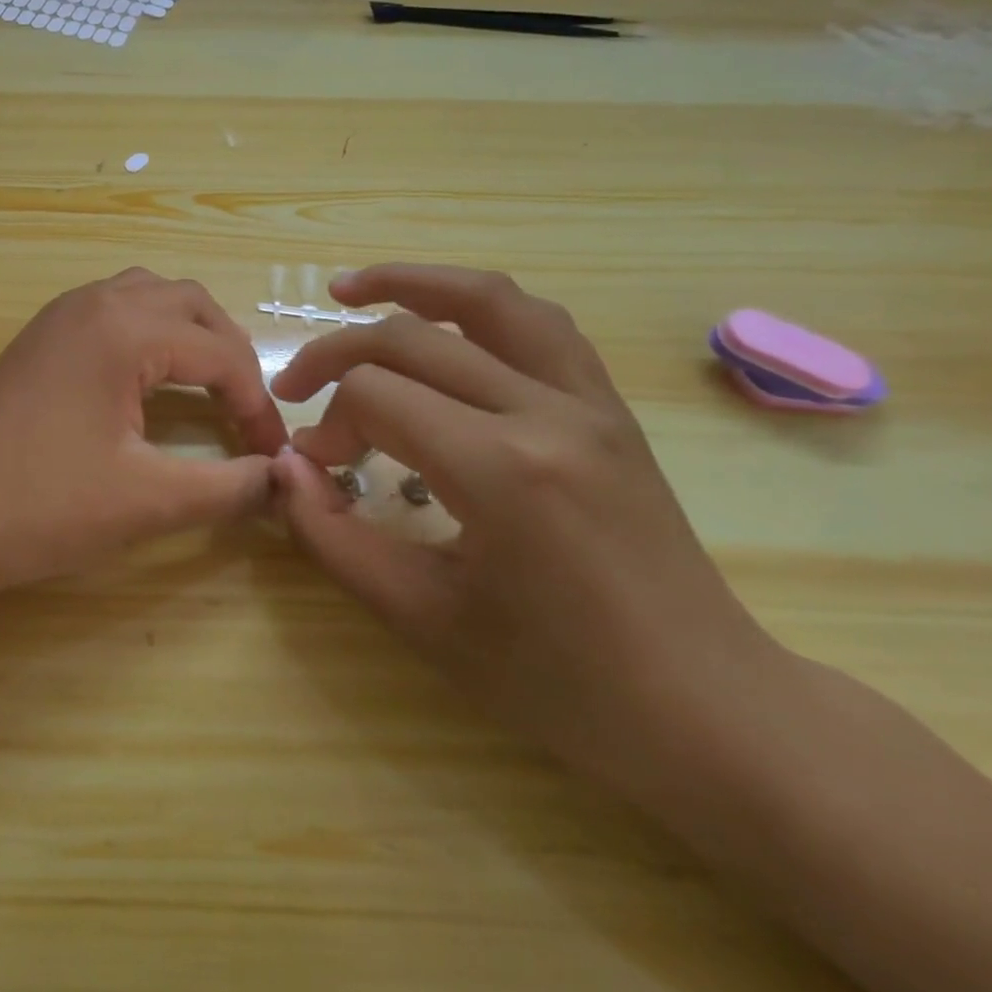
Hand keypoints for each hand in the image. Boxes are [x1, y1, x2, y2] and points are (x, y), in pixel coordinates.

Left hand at [0, 269, 288, 602]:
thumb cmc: (42, 506)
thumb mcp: (147, 501)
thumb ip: (227, 487)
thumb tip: (280, 480)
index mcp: (123, 329)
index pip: (219, 353)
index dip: (256, 404)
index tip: (271, 454)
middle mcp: (92, 304)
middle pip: (189, 304)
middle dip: (229, 352)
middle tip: (244, 409)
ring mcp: (58, 316)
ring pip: (147, 296)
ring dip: (187, 333)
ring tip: (206, 384)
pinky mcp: (37, 338)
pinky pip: (111, 310)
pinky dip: (147, 333)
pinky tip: (148, 379)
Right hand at [269, 264, 782, 794]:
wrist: (707, 709)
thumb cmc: (558, 682)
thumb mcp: (422, 619)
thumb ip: (332, 537)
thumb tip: (284, 470)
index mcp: (502, 471)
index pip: (376, 396)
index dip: (326, 423)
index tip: (315, 467)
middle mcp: (548, 413)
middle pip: (413, 338)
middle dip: (336, 353)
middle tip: (294, 385)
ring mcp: (589, 401)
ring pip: (488, 299)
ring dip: (411, 282)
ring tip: (351, 287)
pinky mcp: (610, 407)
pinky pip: (538, 324)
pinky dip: (476, 306)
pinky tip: (441, 320)